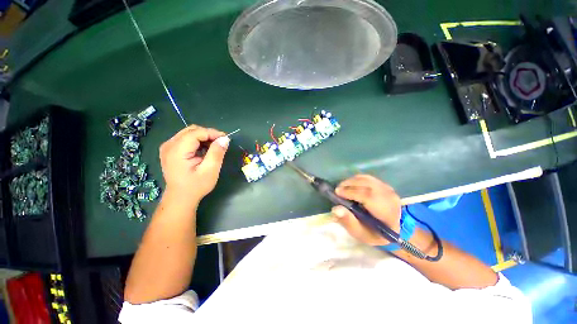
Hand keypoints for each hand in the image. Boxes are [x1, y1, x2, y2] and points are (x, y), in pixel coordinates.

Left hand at [159, 125, 228, 204]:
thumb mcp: (210, 170)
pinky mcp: (170, 150)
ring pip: (189, 133)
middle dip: (209, 134)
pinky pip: (186, 139)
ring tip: (214, 147)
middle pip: (192, 130)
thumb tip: (225, 139)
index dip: (212, 133)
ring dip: (204, 137)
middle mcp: (169, 145)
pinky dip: (198, 141)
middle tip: (221, 143)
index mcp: (177, 150)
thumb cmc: (196, 186)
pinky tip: (205, 150)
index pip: (196, 133)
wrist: (180, 198)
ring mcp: (168, 147)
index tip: (226, 139)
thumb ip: (217, 153)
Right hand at [332, 175, 401, 245]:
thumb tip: (336, 209)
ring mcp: (389, 190)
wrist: (390, 229)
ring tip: (342, 188)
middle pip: (367, 184)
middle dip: (349, 185)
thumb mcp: (360, 234)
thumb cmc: (373, 233)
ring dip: (351, 181)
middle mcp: (391, 198)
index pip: (369, 197)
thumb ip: (348, 222)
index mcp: (388, 214)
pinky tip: (350, 186)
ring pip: (367, 179)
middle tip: (337, 190)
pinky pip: (368, 178)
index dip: (351, 192)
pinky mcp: (384, 185)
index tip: (337, 193)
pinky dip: (356, 180)